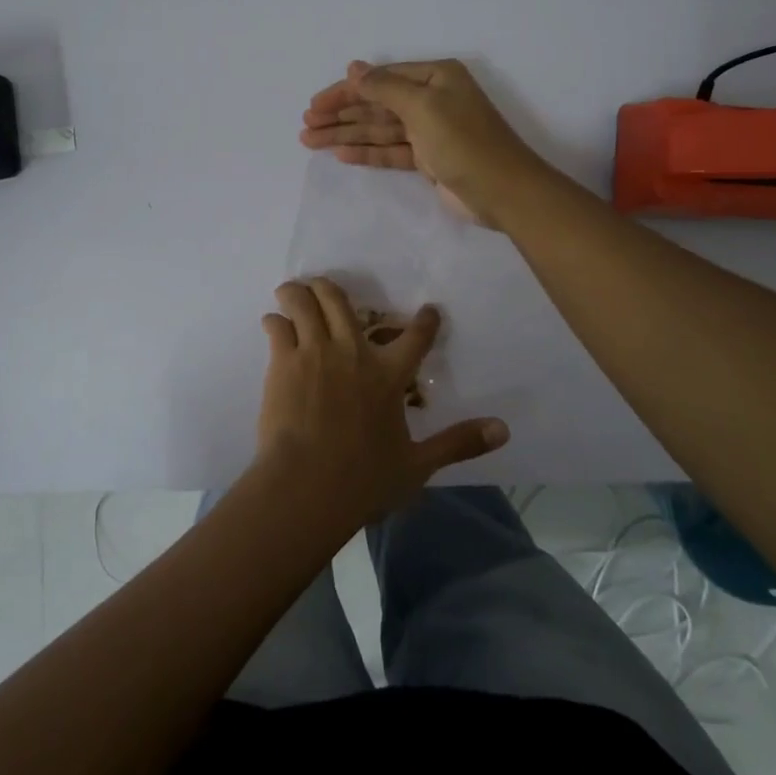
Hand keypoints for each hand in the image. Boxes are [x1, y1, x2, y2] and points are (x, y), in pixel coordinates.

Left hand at [254, 277, 508, 526]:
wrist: (306, 486)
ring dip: (298, 292)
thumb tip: (503, 430)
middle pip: (341, 301)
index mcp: (389, 375)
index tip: (429, 309)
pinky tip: (272, 323)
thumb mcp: (418, 465)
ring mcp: (315, 352)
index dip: (425, 321)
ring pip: (305, 302)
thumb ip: (458, 443)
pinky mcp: (283, 362)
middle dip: (331, 288)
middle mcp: (352, 352)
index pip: (415, 337)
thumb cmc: (363, 480)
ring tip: (292, 292)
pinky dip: (275, 320)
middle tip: (324, 289)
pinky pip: (277, 325)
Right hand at [299, 59, 546, 225]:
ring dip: (346, 135)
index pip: (379, 79)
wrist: (502, 191)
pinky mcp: (428, 159)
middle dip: (341, 115)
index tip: (314, 105)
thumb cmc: (464, 141)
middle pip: (376, 104)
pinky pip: (390, 150)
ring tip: (310, 141)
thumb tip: (353, 67)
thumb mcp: (422, 106)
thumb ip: (384, 87)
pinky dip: (366, 152)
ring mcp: (429, 131)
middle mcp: (431, 99)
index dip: (345, 91)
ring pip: (379, 129)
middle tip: (306, 126)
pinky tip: (340, 155)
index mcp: (435, 77)